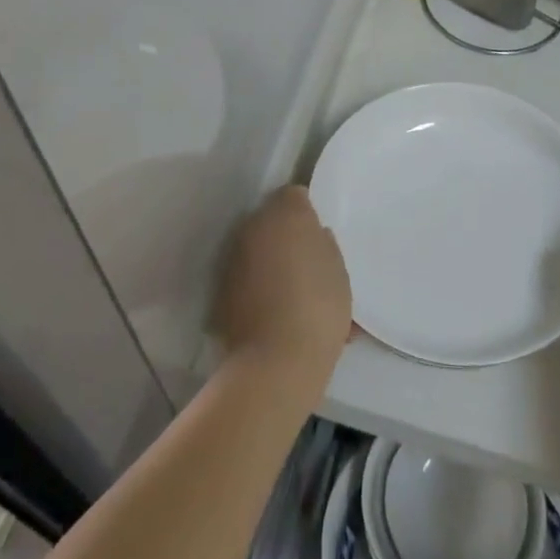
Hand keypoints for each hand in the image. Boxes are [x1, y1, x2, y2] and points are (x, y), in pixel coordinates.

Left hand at [212, 186, 351, 386]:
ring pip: (257, 250)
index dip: (307, 213)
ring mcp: (233, 257)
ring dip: (271, 262)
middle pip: (273, 221)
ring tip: (292, 294)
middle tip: (308, 264)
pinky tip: (274, 313)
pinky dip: (257, 287)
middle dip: (287, 236)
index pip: (296, 195)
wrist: (275, 363)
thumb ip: (324, 246)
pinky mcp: (220, 288)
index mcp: (287, 214)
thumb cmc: (318, 308)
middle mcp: (254, 226)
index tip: (317, 235)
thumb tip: (313, 237)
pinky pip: (246, 278)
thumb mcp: (339, 272)